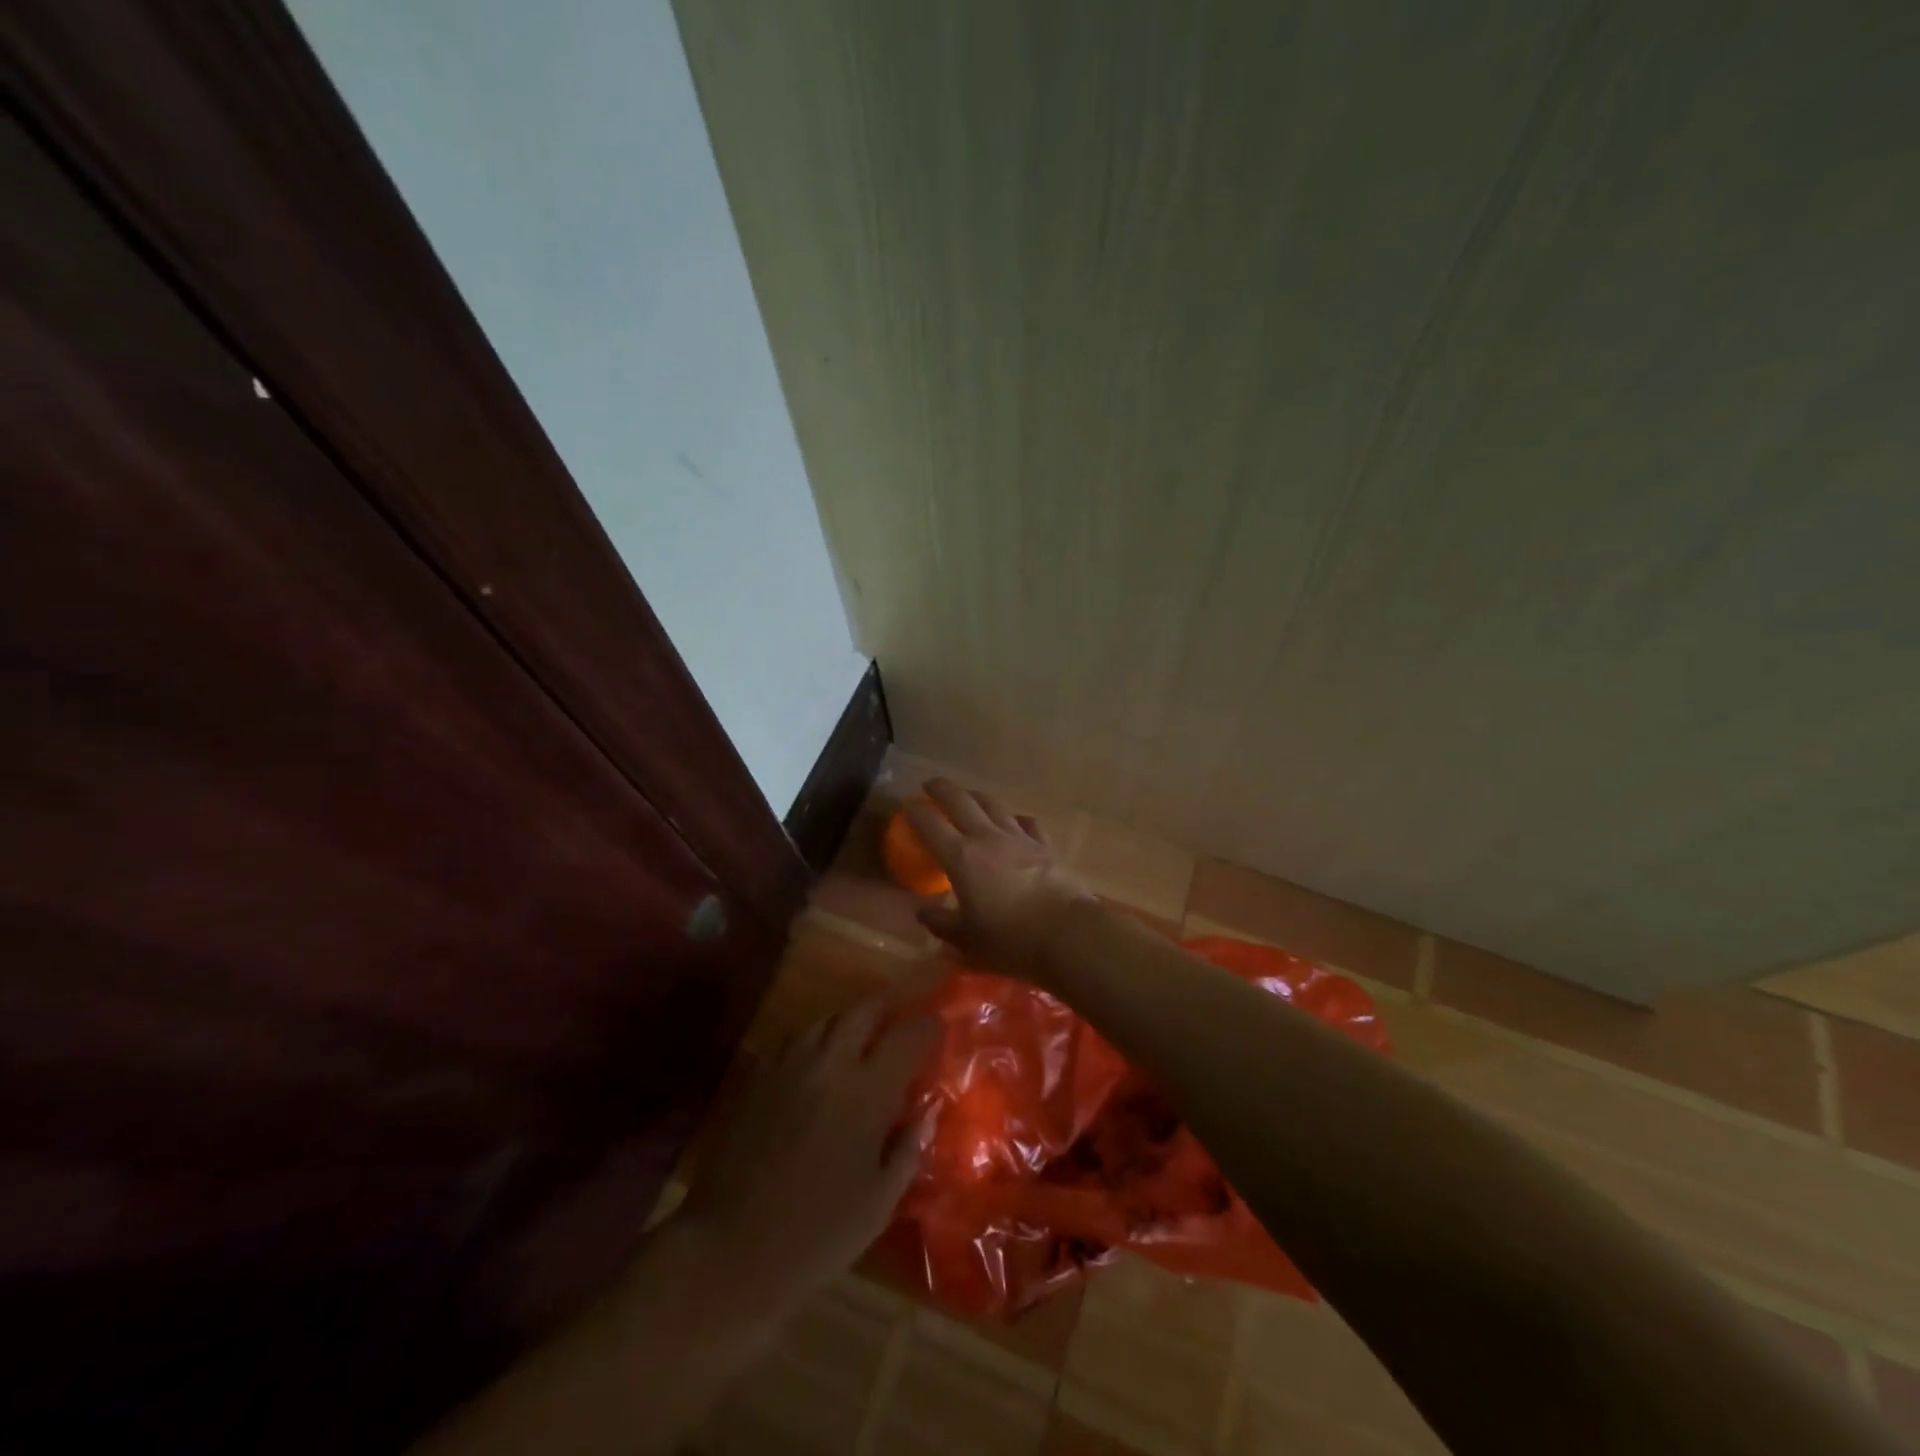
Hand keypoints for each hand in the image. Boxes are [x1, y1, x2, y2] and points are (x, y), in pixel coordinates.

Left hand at [677, 1001, 938, 1321]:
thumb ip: (909, 1148)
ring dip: (852, 1021)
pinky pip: (796, 1039)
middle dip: (889, 1005)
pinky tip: (821, 1062)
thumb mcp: (879, 1202)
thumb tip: (929, 1110)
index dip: (926, 1025)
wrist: (729, 1250)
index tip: (937, 1024)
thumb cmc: (816, 1235)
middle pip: (864, 1009)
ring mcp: (789, 1065)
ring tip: (864, 1037)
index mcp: (866, 1092)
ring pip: (827, 1019)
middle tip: (902, 1015)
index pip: (907, 1036)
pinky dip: (818, 1040)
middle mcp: (829, 1064)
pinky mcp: (758, 1076)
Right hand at [906, 779, 1097, 982]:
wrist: (1067, 934)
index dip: (916, 812)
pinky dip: (1015, 818)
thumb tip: (922, 913)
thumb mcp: (968, 941)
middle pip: (961, 801)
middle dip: (942, 789)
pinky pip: (1027, 823)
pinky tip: (1015, 820)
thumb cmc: (1010, 940)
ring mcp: (1019, 838)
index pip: (931, 825)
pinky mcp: (1045, 846)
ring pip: (993, 805)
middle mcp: (987, 838)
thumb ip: (942, 924)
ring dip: (976, 796)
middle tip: (931, 785)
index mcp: (961, 858)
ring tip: (968, 795)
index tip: (907, 806)